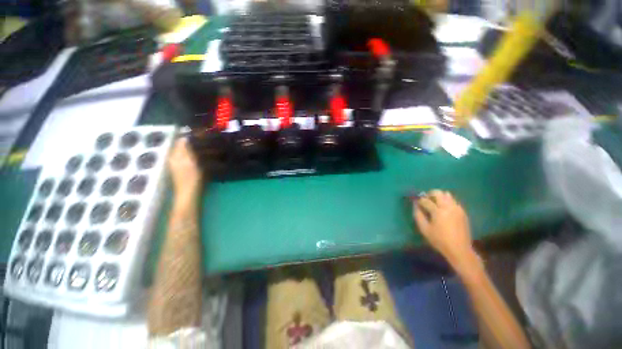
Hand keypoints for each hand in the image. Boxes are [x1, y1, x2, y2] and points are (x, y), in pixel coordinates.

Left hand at [168, 138, 201, 200]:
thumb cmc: (190, 178)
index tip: (201, 132)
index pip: (180, 141)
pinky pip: (192, 158)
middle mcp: (176, 158)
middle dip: (194, 141)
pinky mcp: (188, 170)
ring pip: (189, 151)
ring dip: (197, 147)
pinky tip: (206, 154)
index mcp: (174, 155)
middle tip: (207, 138)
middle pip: (184, 146)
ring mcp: (181, 164)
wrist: (190, 194)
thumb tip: (185, 136)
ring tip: (209, 145)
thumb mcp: (188, 162)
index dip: (189, 135)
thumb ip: (185, 149)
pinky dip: (198, 154)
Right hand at [413, 190, 477, 267]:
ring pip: (447, 194)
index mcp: (438, 211)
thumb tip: (415, 205)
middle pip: (438, 192)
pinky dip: (447, 201)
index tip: (416, 202)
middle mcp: (448, 207)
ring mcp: (457, 208)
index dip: (419, 200)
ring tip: (435, 204)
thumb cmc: (439, 240)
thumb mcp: (424, 229)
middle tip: (426, 200)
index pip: (426, 200)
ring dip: (439, 196)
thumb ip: (418, 215)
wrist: (459, 249)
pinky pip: (453, 201)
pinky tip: (444, 209)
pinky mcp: (462, 212)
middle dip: (429, 194)